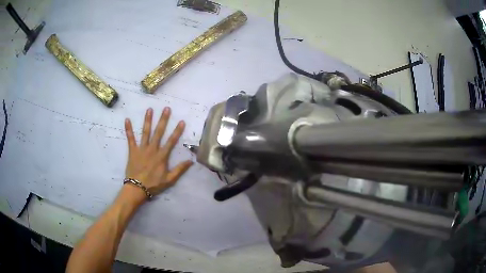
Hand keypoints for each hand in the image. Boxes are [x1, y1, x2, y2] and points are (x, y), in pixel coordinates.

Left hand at [124, 107, 192, 198]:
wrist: (137, 188)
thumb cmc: (153, 184)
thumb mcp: (169, 180)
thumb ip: (180, 170)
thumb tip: (191, 161)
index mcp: (162, 156)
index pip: (171, 141)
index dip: (177, 131)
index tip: (181, 121)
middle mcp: (152, 149)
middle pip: (159, 132)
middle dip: (163, 120)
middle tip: (166, 108)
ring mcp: (141, 149)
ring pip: (145, 132)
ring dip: (148, 120)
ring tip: (150, 109)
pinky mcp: (132, 151)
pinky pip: (130, 138)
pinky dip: (128, 129)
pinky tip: (127, 119)